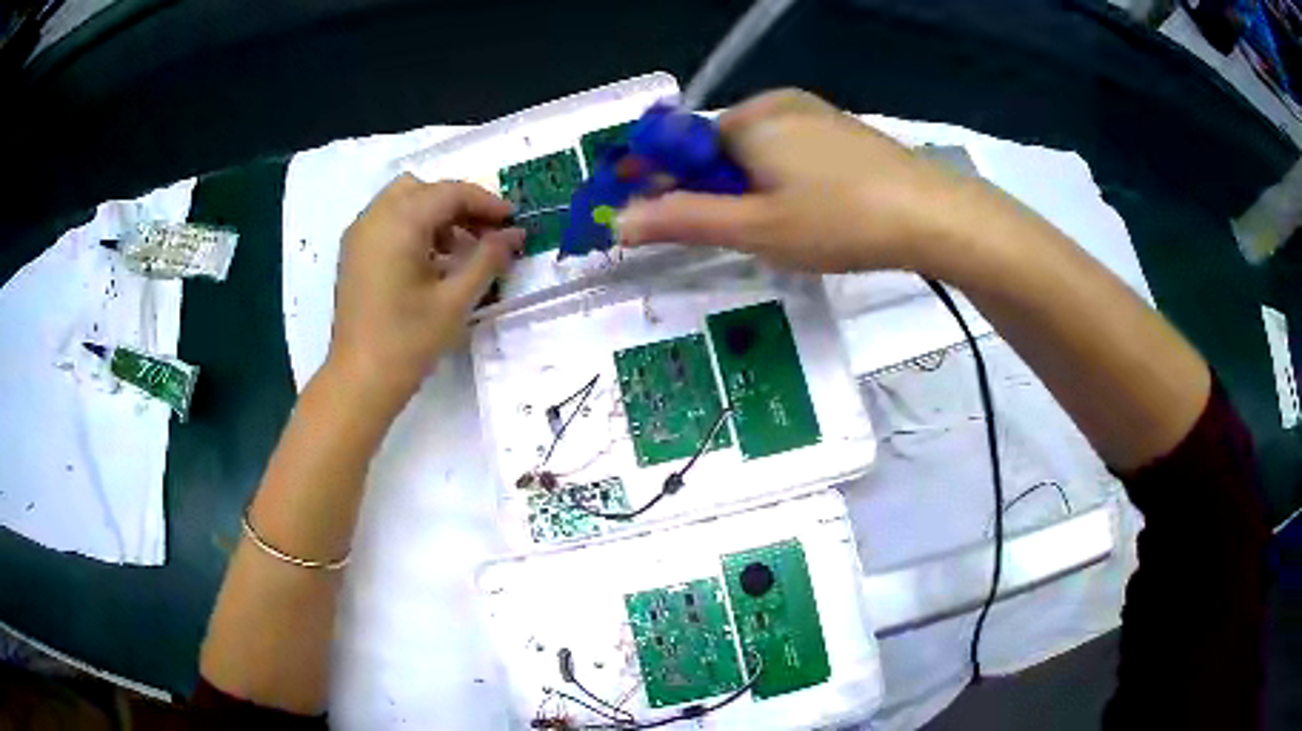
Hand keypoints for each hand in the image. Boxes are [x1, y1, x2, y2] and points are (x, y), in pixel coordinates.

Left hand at [325, 175, 522, 409]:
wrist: (359, 381)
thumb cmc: (408, 342)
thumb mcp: (456, 300)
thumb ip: (488, 259)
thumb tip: (514, 235)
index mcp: (399, 223)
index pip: (449, 193)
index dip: (486, 203)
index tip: (513, 222)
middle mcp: (374, 218)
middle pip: (423, 189)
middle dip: (457, 204)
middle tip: (484, 232)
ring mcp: (359, 235)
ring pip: (403, 202)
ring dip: (434, 215)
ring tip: (459, 250)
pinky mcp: (353, 254)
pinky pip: (387, 221)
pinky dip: (413, 227)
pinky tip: (430, 262)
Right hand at [616, 89, 1005, 276]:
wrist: (934, 216)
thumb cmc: (840, 220)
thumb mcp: (755, 228)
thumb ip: (684, 220)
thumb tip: (620, 220)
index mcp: (746, 119)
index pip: (679, 145)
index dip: (661, 181)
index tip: (653, 218)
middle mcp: (775, 103)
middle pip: (717, 146)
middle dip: (710, 187)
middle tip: (731, 233)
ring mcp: (813, 113)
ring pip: (755, 149)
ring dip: (746, 186)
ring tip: (774, 228)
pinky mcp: (841, 129)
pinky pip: (789, 149)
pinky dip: (779, 177)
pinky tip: (808, 209)